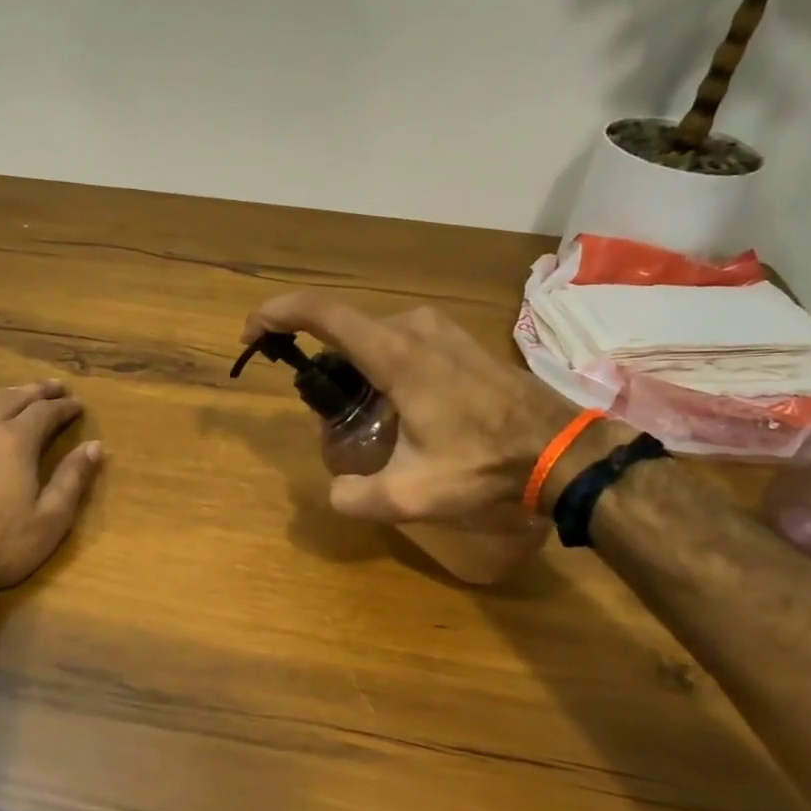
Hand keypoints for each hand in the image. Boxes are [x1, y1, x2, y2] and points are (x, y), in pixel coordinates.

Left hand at [0, 381, 104, 595]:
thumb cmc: (0, 544)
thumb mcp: (51, 518)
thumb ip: (73, 478)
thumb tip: (95, 446)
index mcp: (15, 441)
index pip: (45, 411)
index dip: (64, 407)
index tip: (78, 404)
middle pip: (13, 397)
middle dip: (37, 391)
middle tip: (55, 387)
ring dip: (5, 393)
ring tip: (18, 393)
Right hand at [242, 292, 574, 521]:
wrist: (559, 451)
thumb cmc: (485, 465)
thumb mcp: (411, 496)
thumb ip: (356, 498)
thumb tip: (334, 491)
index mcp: (395, 355)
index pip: (322, 313)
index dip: (277, 315)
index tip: (251, 335)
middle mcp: (412, 328)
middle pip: (342, 332)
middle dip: (321, 367)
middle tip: (327, 417)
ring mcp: (438, 329)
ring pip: (370, 338)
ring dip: (351, 370)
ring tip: (363, 419)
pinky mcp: (455, 340)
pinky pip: (397, 341)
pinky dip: (378, 366)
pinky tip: (395, 409)